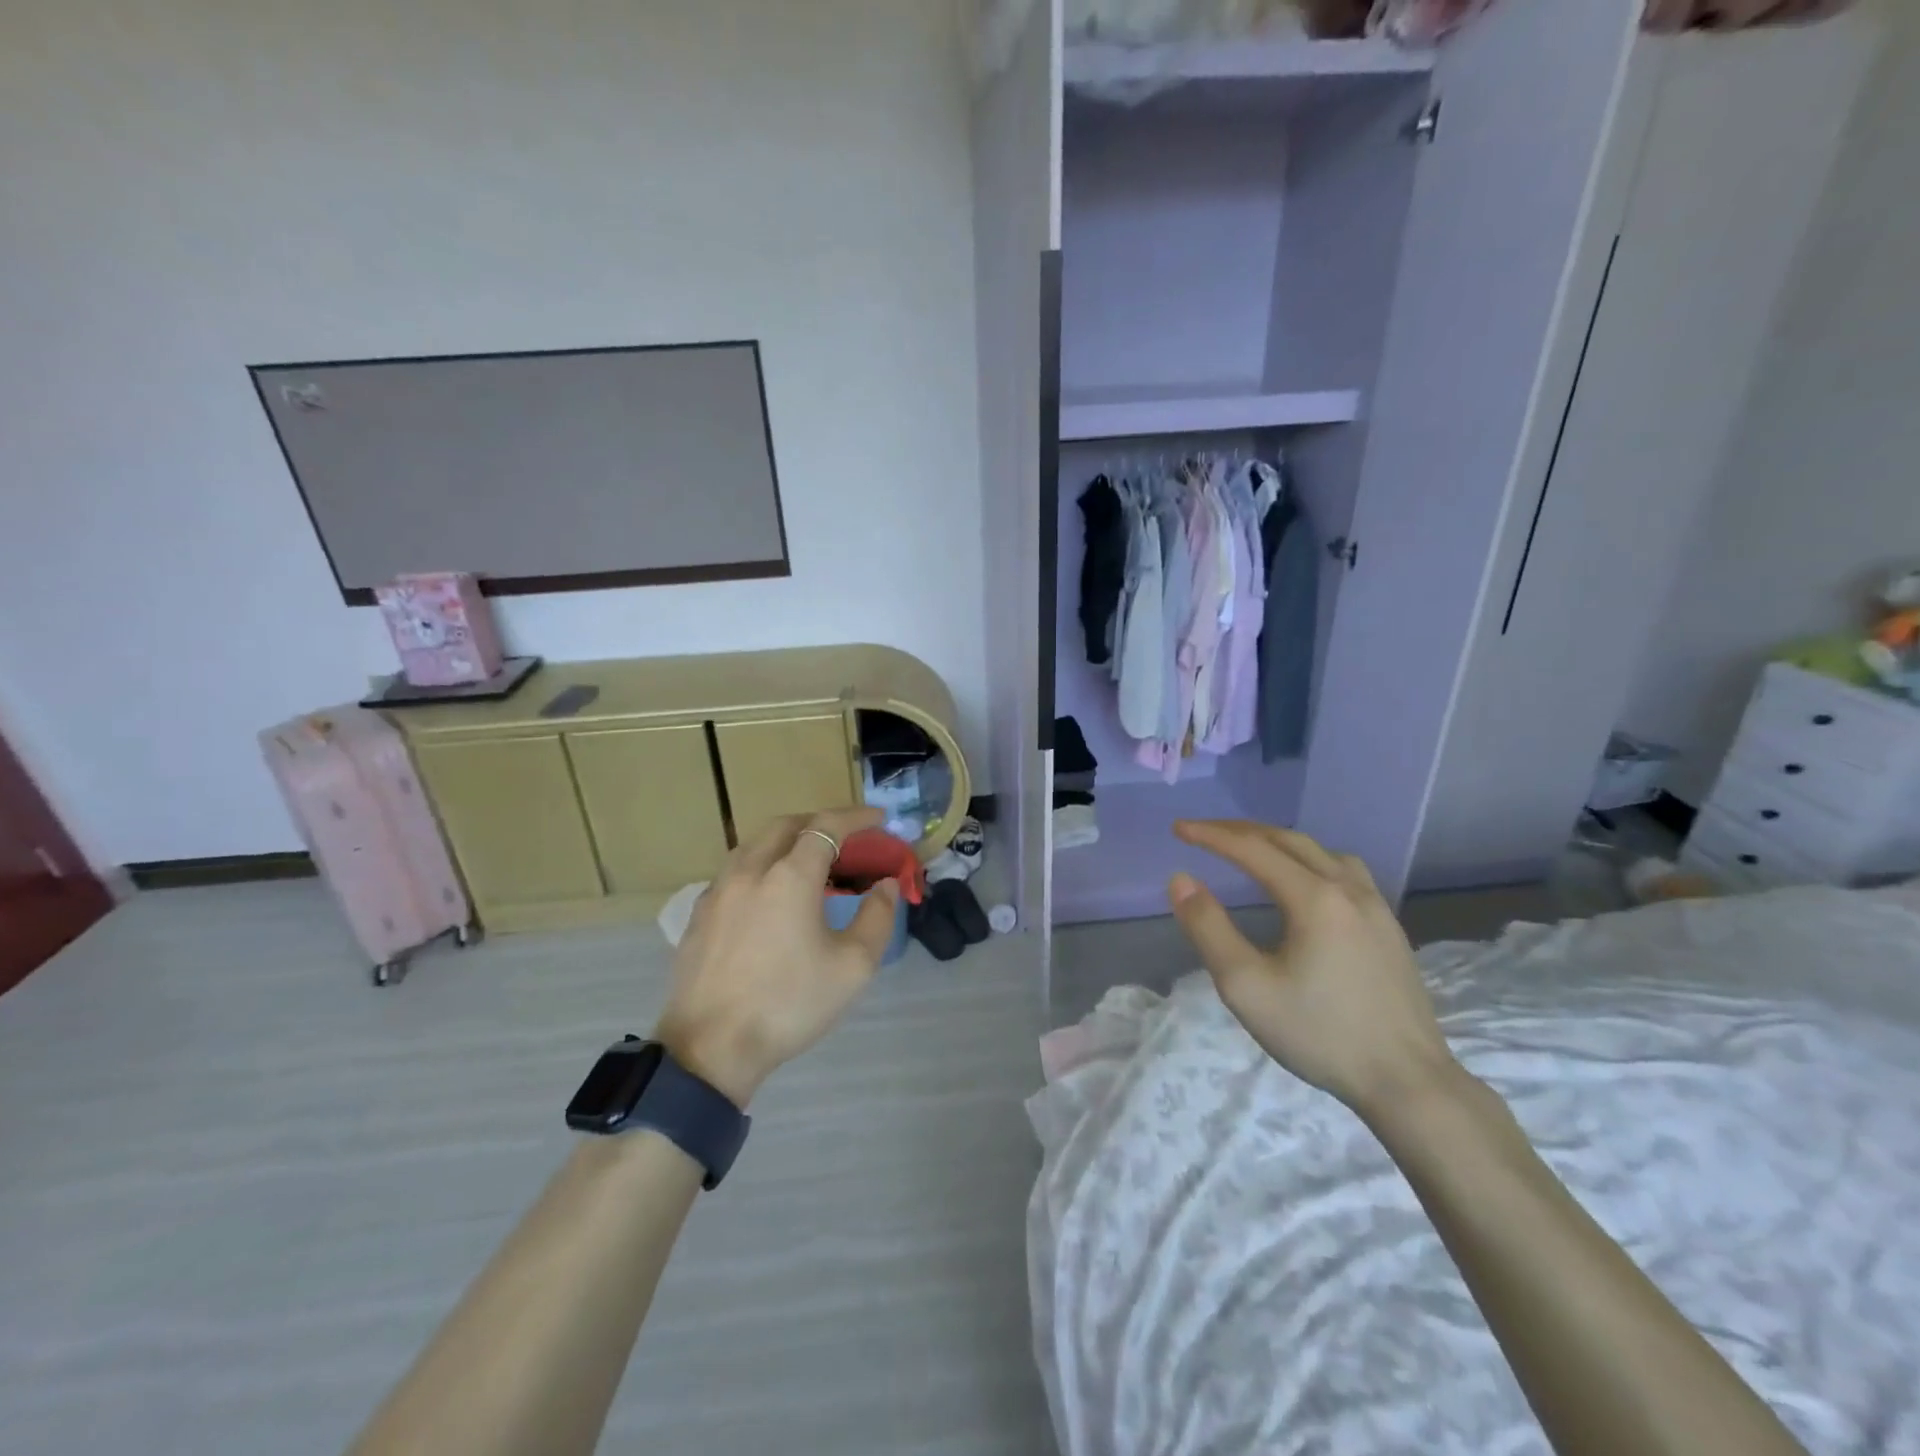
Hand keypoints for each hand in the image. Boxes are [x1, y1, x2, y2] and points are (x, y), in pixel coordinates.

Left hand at [654, 807, 898, 1107]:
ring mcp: (718, 891)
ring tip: (808, 859)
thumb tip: (885, 884)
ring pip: (754, 844)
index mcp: (790, 876)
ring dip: (786, 840)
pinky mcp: (699, 914)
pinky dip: (760, 864)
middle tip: (845, 835)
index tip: (879, 818)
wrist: (711, 1048)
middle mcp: (750, 871)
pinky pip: (734, 871)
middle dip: (819, 821)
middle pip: (786, 825)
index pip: (827, 826)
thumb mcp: (853, 966)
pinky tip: (768, 893)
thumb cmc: (789, 1004)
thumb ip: (877, 917)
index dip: (856, 817)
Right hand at [1168, 820, 1459, 1117]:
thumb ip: (1209, 929)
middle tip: (1204, 832)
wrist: (1408, 1083)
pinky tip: (1304, 881)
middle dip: (1240, 831)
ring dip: (1278, 841)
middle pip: (1288, 840)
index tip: (1178, 828)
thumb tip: (1181, 880)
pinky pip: (1344, 870)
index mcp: (1314, 898)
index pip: (1252, 849)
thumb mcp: (1246, 987)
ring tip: (1250, 848)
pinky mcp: (1389, 927)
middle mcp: (1348, 889)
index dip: (1211, 836)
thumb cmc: (1320, 1034)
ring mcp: (1375, 906)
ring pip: (1321, 851)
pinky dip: (1309, 859)